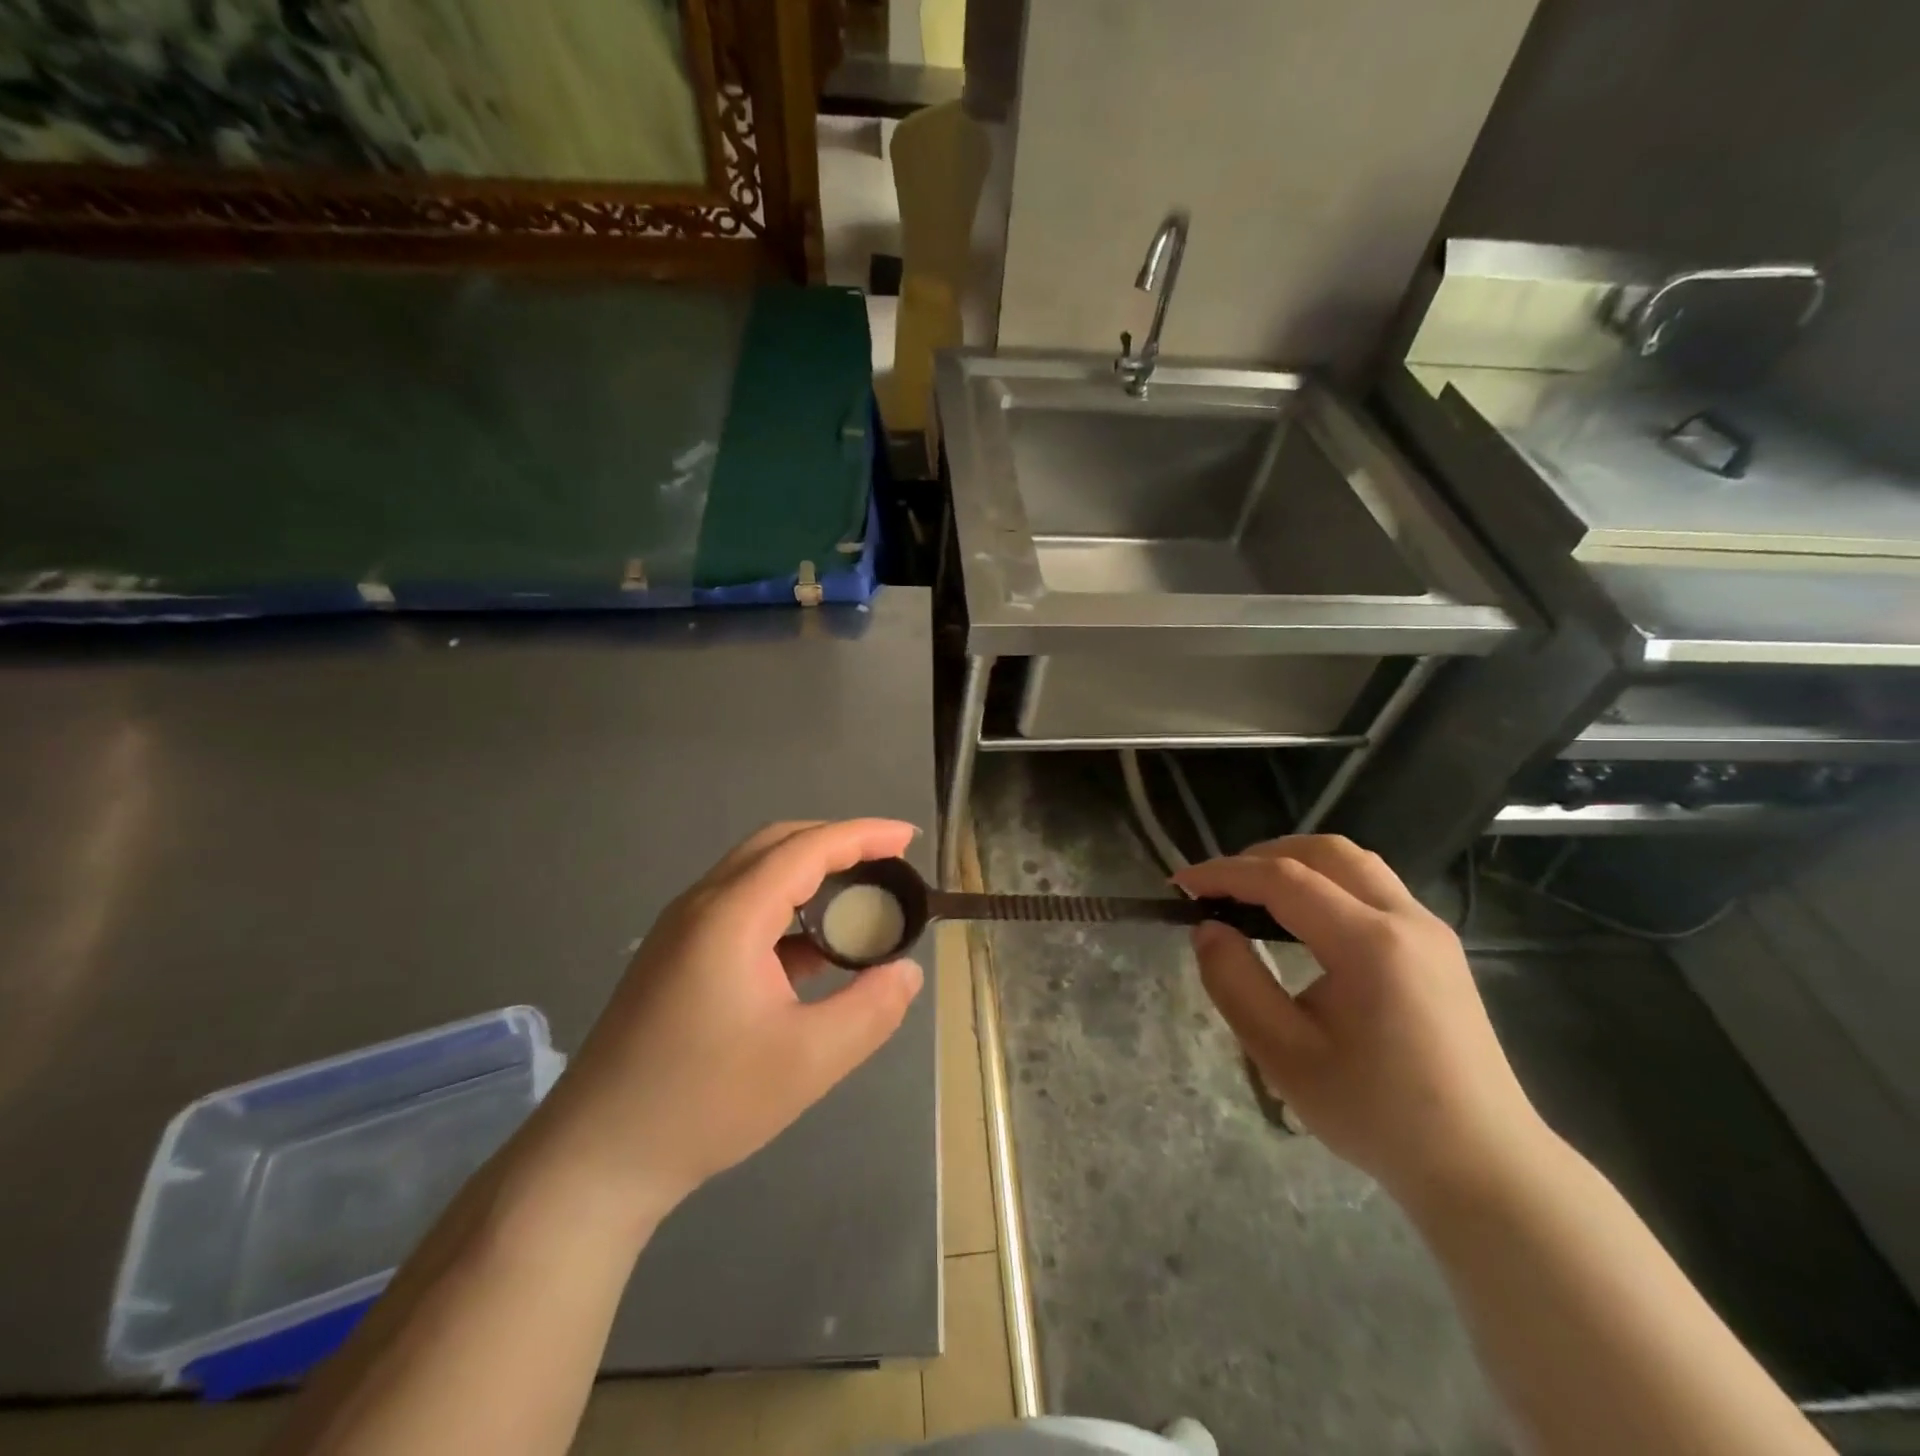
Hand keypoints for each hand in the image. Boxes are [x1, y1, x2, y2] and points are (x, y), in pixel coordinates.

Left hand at [532, 820, 925, 1229]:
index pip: (807, 848)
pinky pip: (741, 906)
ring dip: (810, 873)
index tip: (909, 838)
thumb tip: (908, 972)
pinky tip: (812, 949)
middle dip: (838, 843)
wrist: (596, 1159)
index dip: (863, 835)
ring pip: (756, 873)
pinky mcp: (675, 956)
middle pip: (778, 844)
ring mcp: (681, 929)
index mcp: (731, 915)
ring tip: (859, 901)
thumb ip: (871, 1010)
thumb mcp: (808, 1061)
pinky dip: (786, 907)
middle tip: (888, 864)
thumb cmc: (705, 1103)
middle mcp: (701, 905)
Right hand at [1173, 836, 1549, 1207]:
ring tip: (1253, 894)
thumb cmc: (1377, 1114)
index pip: (1284, 879)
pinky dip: (1326, 882)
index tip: (1181, 884)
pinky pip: (1373, 887)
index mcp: (1369, 944)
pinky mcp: (1438, 946)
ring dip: (1297, 863)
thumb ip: (1235, 983)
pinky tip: (1302, 919)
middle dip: (1261, 856)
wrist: (1483, 1166)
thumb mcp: (1285, 1056)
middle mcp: (1406, 919)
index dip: (1225, 873)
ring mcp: (1430, 929)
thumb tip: (1208, 929)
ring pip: (1354, 863)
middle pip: (1325, 852)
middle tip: (1218, 887)